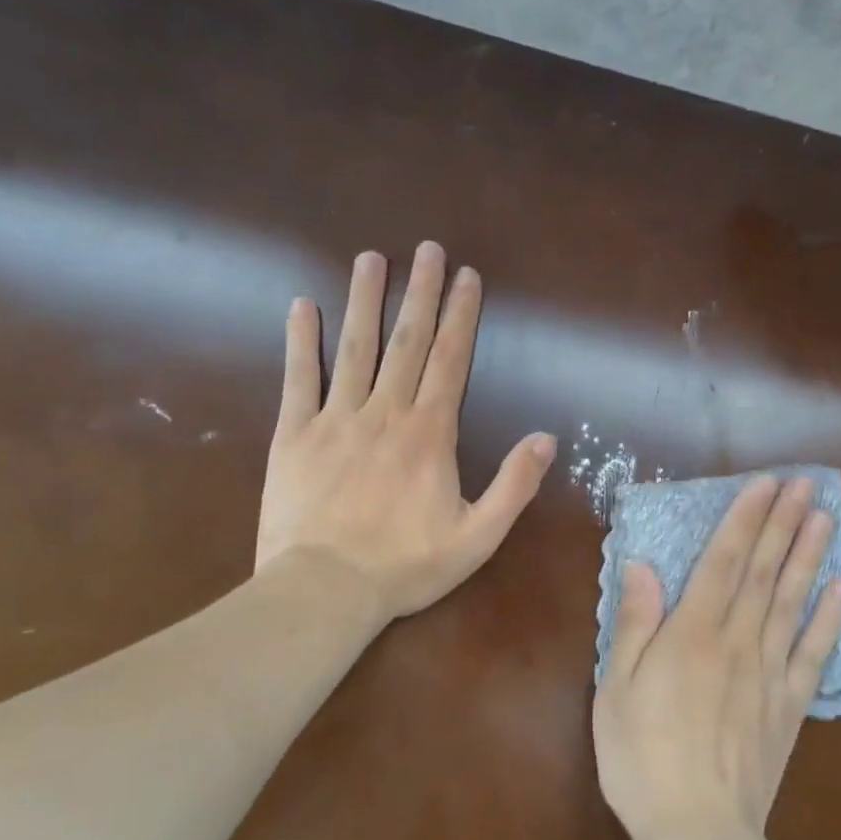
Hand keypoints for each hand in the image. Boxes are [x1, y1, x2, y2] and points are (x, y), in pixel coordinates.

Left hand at [256, 241, 556, 626]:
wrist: (323, 591)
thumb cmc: (405, 566)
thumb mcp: (478, 537)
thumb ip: (514, 485)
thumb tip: (547, 438)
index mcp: (430, 434)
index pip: (450, 361)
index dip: (460, 316)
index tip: (466, 276)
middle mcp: (385, 413)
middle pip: (406, 341)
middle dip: (419, 292)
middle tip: (427, 248)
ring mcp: (336, 419)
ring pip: (355, 348)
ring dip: (365, 300)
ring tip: (371, 258)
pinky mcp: (294, 435)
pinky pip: (298, 379)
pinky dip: (300, 342)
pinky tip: (303, 306)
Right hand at [592, 475, 840, 839]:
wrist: (698, 833)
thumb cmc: (643, 758)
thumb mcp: (616, 690)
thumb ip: (634, 624)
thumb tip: (642, 566)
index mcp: (692, 634)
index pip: (724, 562)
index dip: (745, 520)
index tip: (764, 484)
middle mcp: (738, 642)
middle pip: (764, 572)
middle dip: (784, 524)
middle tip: (806, 484)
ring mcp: (770, 673)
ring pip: (793, 602)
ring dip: (810, 556)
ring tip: (826, 517)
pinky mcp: (790, 706)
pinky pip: (814, 654)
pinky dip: (830, 619)